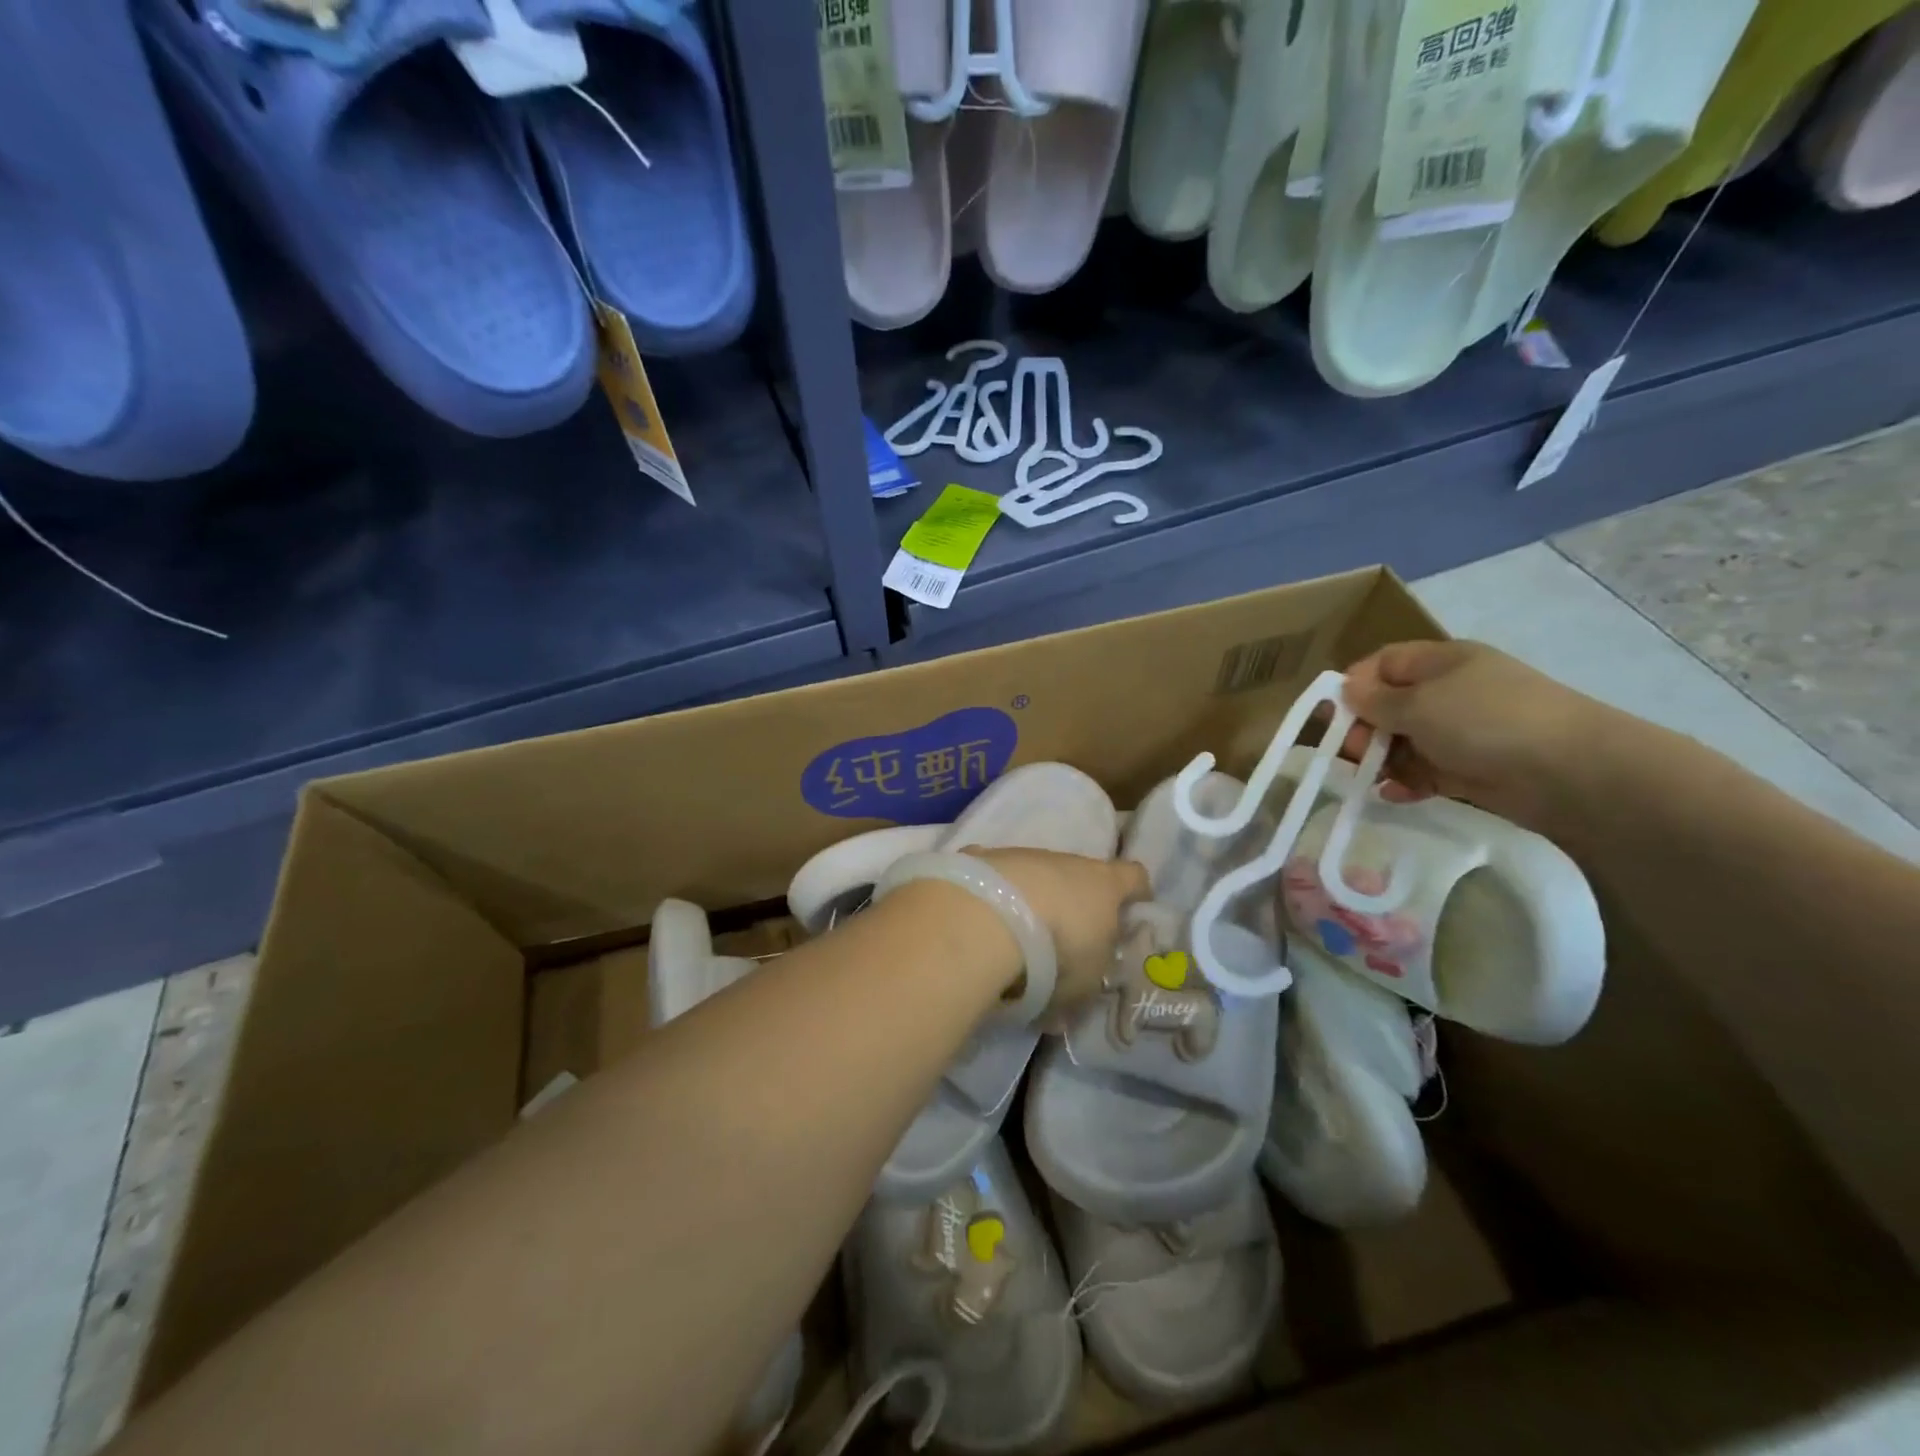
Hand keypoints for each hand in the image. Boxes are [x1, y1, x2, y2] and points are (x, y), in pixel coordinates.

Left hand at [967, 848, 1150, 1009]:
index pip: (1134, 877)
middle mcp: (1066, 861)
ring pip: (1034, 875)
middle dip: (1075, 903)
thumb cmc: (1056, 953)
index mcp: (1104, 885)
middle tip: (1063, 942)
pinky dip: (991, 896)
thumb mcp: (1081, 986)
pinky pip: (993, 878)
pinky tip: (978, 923)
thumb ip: (1078, 992)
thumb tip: (1063, 1014)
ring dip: (1029, 900)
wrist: (987, 918)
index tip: (1133, 911)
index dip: (1136, 893)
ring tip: (1012, 939)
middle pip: (1080, 876)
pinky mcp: (982, 857)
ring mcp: (1021, 855)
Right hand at [1337, 640, 1605, 830]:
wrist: (1571, 772)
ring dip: (1382, 759)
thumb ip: (1375, 700)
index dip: (1354, 686)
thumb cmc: (1485, 721)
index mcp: (1441, 662)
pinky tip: (1393, 794)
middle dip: (1364, 729)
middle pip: (1389, 705)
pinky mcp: (1473, 768)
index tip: (1334, 717)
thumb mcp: (1418, 704)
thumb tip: (1346, 690)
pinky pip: (1426, 771)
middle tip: (1352, 754)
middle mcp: (1450, 692)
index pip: (1382, 664)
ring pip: (1404, 741)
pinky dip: (1407, 782)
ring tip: (1370, 779)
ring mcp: (1463, 731)